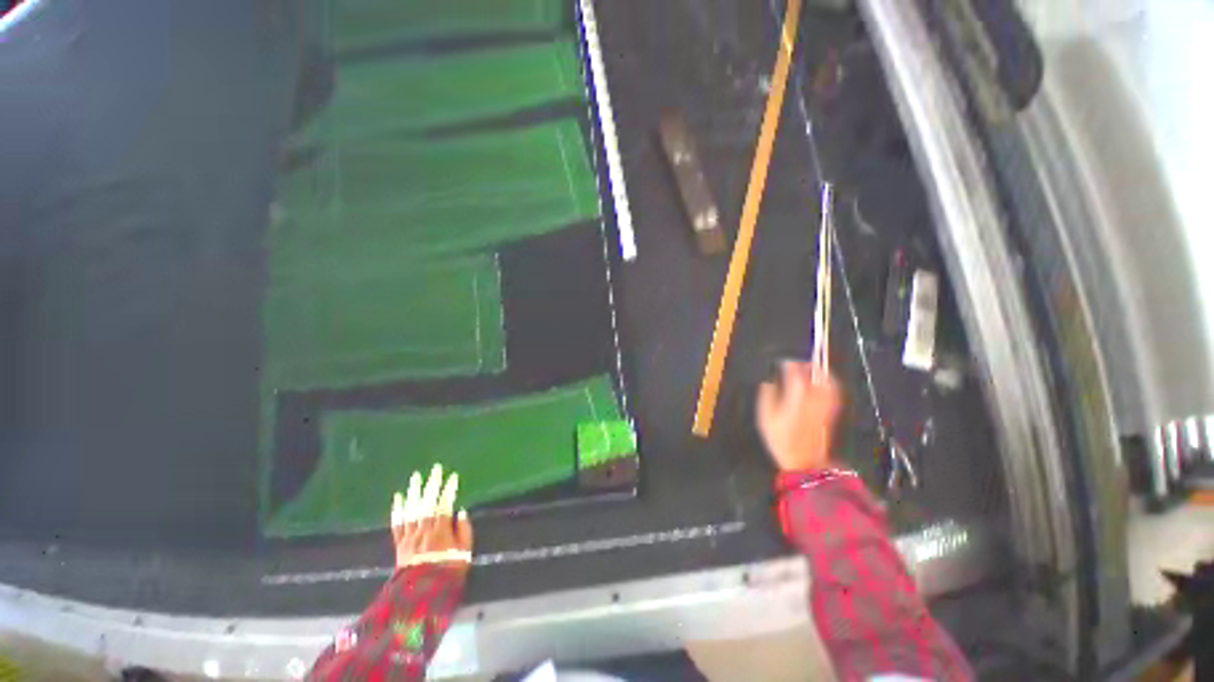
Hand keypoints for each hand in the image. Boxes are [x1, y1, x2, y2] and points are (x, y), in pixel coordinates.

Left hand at [390, 465, 473, 572]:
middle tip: (435, 469)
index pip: (445, 504)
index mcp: (441, 531)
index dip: (449, 490)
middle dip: (432, 484)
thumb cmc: (447, 573)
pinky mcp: (400, 544)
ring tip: (416, 477)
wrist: (420, 596)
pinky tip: (399, 497)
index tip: (453, 477)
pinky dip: (397, 510)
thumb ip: (464, 531)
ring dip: (414, 492)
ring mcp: (410, 536)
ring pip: (411, 510)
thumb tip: (461, 512)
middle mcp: (424, 530)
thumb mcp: (464, 554)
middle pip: (427, 503)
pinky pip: (397, 524)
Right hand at [757, 361, 841, 471]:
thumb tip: (770, 383)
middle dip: (806, 365)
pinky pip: (833, 392)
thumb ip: (767, 397)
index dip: (789, 365)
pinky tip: (823, 382)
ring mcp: (824, 406)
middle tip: (796, 363)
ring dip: (820, 372)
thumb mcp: (766, 418)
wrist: (804, 461)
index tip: (782, 362)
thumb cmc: (781, 439)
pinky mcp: (830, 412)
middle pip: (814, 376)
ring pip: (827, 382)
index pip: (796, 375)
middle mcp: (813, 400)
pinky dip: (829, 383)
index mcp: (796, 399)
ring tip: (811, 368)